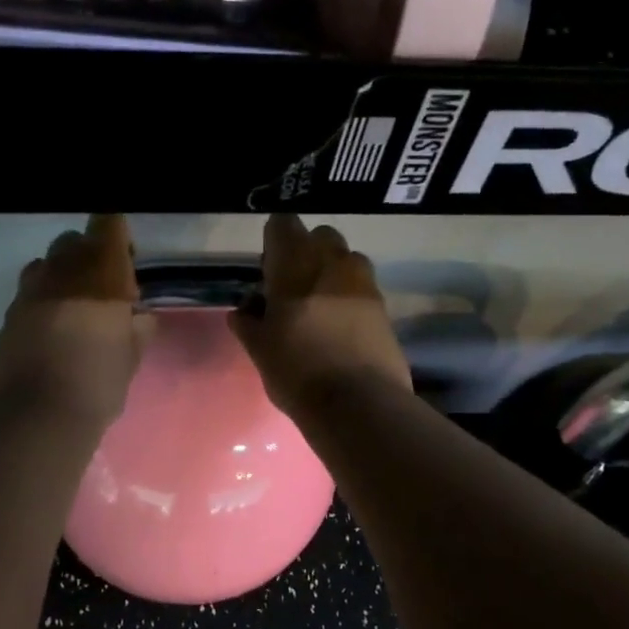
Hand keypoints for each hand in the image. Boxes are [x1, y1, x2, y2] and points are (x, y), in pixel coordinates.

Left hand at [0, 215, 153, 431]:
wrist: (33, 420)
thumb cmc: (95, 386)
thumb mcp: (129, 361)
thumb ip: (136, 331)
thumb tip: (138, 319)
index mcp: (98, 275)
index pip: (107, 225)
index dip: (116, 234)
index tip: (125, 258)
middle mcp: (59, 273)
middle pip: (72, 242)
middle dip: (88, 257)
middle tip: (103, 291)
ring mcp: (26, 295)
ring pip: (43, 266)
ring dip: (61, 278)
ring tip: (74, 312)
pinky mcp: (5, 319)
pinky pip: (26, 298)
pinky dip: (41, 306)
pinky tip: (51, 337)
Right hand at [228, 214, 410, 418]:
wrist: (359, 404)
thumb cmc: (297, 371)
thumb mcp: (260, 350)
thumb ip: (248, 324)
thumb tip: (244, 311)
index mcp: (296, 265)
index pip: (283, 224)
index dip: (274, 240)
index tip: (267, 268)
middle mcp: (334, 262)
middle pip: (320, 236)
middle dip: (307, 252)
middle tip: (293, 287)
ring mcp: (365, 283)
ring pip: (347, 259)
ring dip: (332, 272)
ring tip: (320, 307)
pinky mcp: (385, 307)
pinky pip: (363, 288)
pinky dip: (349, 298)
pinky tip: (340, 329)